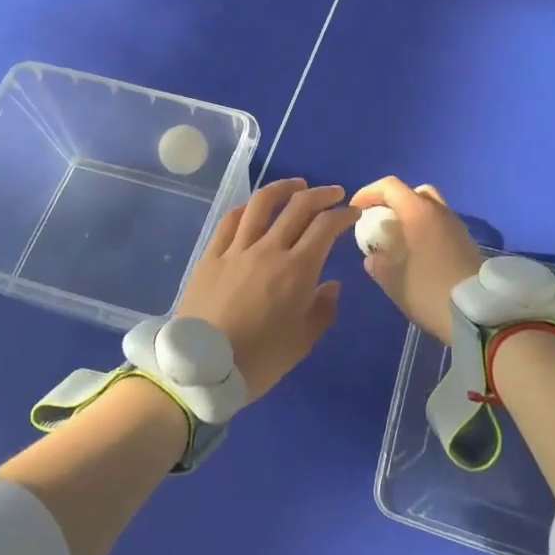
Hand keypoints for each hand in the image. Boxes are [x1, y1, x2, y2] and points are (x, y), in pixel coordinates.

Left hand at [176, 178, 358, 401]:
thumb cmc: (258, 361)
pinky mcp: (211, 255)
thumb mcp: (301, 343)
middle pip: (298, 206)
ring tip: (297, 185)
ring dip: (284, 188)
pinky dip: (248, 208)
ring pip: (262, 203)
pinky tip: (254, 207)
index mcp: (296, 270)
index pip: (325, 227)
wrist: (200, 369)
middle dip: (321, 195)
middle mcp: (268, 249)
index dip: (343, 215)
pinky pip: (231, 220)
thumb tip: (332, 285)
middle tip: (334, 193)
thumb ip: (322, 310)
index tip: (353, 213)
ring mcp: (236, 248)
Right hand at [350, 177, 483, 344]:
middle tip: (380, 221)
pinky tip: (418, 253)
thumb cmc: (430, 292)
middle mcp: (440, 212)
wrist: (481, 314)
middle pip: (413, 192)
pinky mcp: (467, 242)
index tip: (356, 210)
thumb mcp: (394, 282)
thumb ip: (378, 265)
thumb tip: (373, 258)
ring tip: (398, 239)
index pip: (390, 186)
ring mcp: (457, 226)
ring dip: (411, 216)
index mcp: (419, 213)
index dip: (369, 193)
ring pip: (430, 207)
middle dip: (393, 202)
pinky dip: (426, 229)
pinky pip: (441, 224)